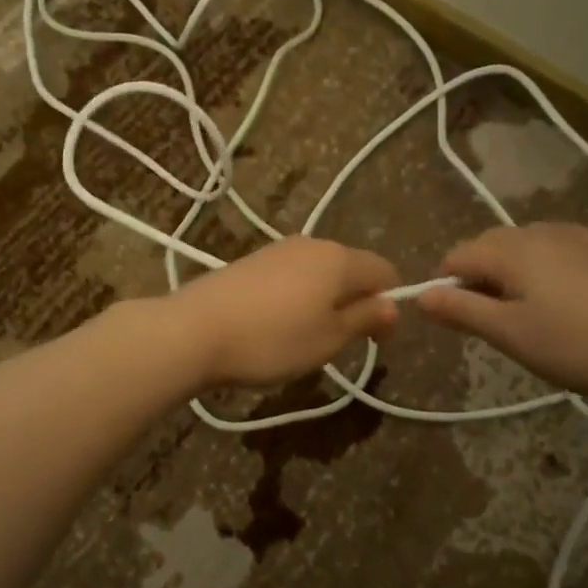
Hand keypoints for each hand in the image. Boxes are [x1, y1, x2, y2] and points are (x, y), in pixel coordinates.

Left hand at [168, 237, 400, 387]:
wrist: (193, 331)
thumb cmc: (272, 340)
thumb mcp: (328, 339)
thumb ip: (365, 318)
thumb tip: (393, 305)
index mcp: (339, 258)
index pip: (385, 271)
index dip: (389, 304)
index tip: (376, 340)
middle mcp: (311, 244)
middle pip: (351, 269)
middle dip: (355, 302)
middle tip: (339, 343)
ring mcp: (277, 250)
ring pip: (319, 273)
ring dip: (324, 301)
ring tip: (304, 338)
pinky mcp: (250, 261)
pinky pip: (291, 276)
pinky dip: (296, 298)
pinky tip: (276, 325)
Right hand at [416, 223, 587, 400]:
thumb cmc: (574, 344)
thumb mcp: (508, 333)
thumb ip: (461, 310)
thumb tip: (419, 295)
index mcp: (511, 249)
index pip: (456, 256)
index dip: (444, 286)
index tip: (454, 321)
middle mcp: (538, 232)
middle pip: (486, 246)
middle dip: (475, 278)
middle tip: (488, 323)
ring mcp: (574, 238)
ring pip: (519, 246)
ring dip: (506, 273)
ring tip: (520, 314)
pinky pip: (550, 249)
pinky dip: (537, 268)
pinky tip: (554, 297)